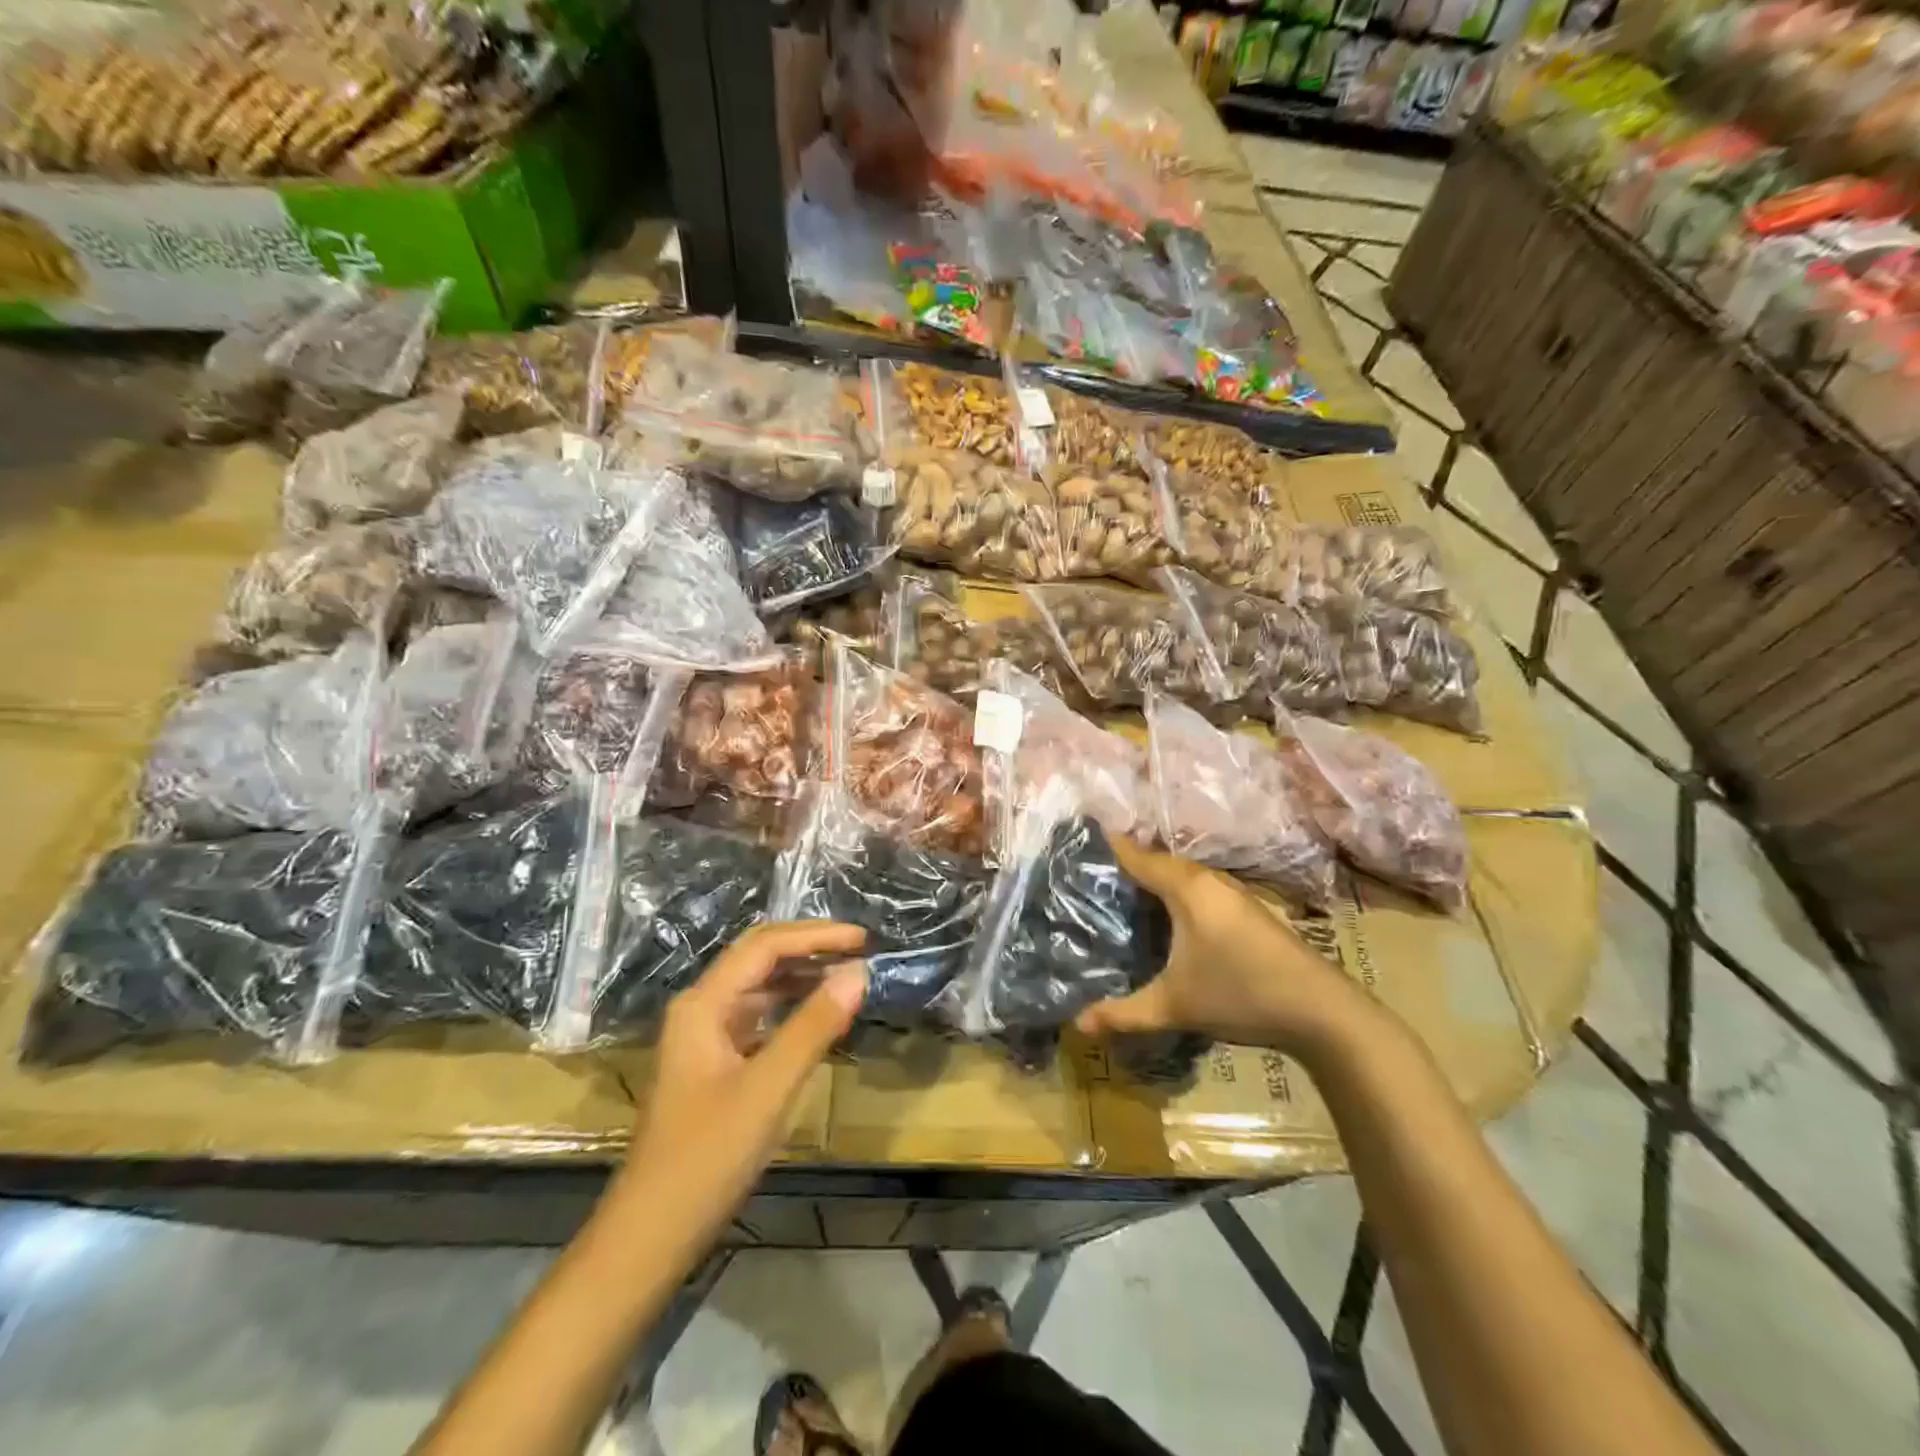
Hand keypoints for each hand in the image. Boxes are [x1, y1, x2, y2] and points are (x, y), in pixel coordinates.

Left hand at [608, 922, 866, 1245]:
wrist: (651, 1234)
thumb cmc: (707, 1157)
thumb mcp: (769, 1088)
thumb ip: (814, 1026)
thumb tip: (858, 972)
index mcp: (704, 1004)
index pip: (765, 946)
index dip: (816, 935)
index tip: (863, 938)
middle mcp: (701, 1009)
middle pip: (759, 958)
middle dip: (810, 948)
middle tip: (860, 951)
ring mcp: (705, 1037)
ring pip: (759, 987)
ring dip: (802, 976)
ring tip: (847, 977)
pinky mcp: (714, 1064)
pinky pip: (759, 1018)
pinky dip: (792, 1008)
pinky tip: (818, 1018)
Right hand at [1075, 836, 1380, 1059]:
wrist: (1322, 1010)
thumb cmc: (1241, 994)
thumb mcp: (1174, 1005)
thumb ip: (1124, 1012)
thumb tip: (1078, 1024)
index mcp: (1187, 888)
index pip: (1139, 857)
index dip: (1110, 849)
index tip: (1081, 844)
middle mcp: (1210, 881)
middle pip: (1161, 862)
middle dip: (1130, 865)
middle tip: (1094, 878)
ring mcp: (1235, 894)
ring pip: (1184, 877)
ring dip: (1157, 880)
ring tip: (1125, 895)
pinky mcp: (1250, 911)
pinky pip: (1201, 890)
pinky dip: (1178, 894)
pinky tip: (1170, 919)